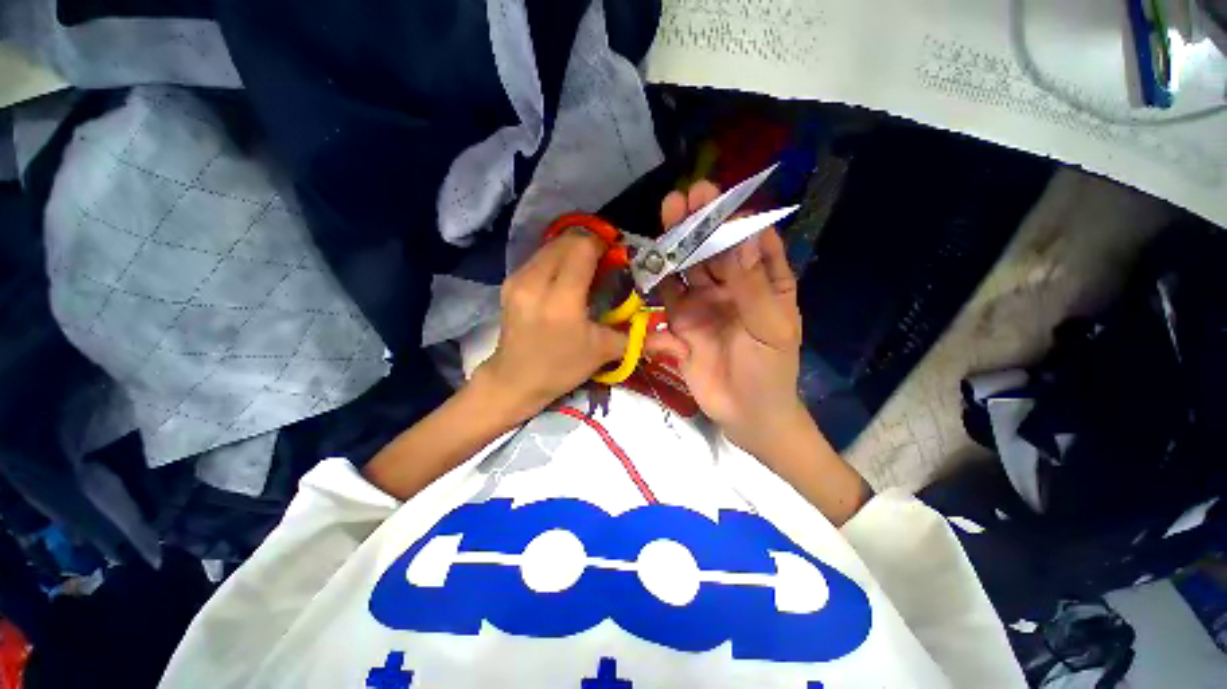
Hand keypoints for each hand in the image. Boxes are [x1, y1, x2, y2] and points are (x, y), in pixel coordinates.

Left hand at [475, 230, 628, 420]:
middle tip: (604, 263)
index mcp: (561, 300)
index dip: (603, 244)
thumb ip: (640, 339)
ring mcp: (518, 279)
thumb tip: (681, 345)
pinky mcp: (509, 282)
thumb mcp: (603, 352)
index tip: (616, 257)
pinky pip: (539, 257)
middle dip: (589, 244)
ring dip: (572, 249)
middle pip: (567, 240)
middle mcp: (535, 281)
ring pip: (551, 245)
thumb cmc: (561, 368)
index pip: (583, 248)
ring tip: (585, 270)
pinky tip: (564, 278)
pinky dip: (556, 258)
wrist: (515, 380)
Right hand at [647, 182, 805, 453]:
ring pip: (688, 266)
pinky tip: (651, 258)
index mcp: (763, 283)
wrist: (746, 414)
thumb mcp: (771, 328)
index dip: (739, 220)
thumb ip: (754, 285)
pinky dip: (659, 278)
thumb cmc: (770, 371)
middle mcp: (731, 287)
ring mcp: (702, 303)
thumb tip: (744, 234)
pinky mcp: (680, 321)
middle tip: (687, 196)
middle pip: (714, 248)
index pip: (752, 242)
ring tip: (668, 213)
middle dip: (702, 223)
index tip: (723, 203)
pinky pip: (667, 295)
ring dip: (679, 243)